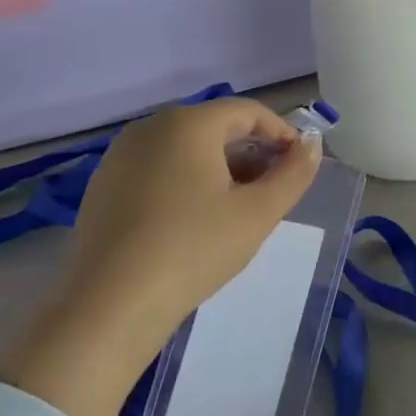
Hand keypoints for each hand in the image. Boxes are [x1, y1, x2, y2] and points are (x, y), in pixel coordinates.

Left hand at [61, 98, 320, 339]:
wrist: (111, 304)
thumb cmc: (194, 249)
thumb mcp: (259, 213)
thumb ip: (293, 174)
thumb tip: (312, 145)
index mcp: (188, 124)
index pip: (248, 111)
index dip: (281, 133)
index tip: (299, 164)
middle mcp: (150, 127)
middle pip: (215, 127)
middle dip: (251, 152)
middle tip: (272, 189)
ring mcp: (120, 155)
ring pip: (185, 148)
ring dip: (219, 167)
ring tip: (237, 207)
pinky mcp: (104, 185)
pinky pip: (157, 168)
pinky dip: (185, 180)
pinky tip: (194, 220)